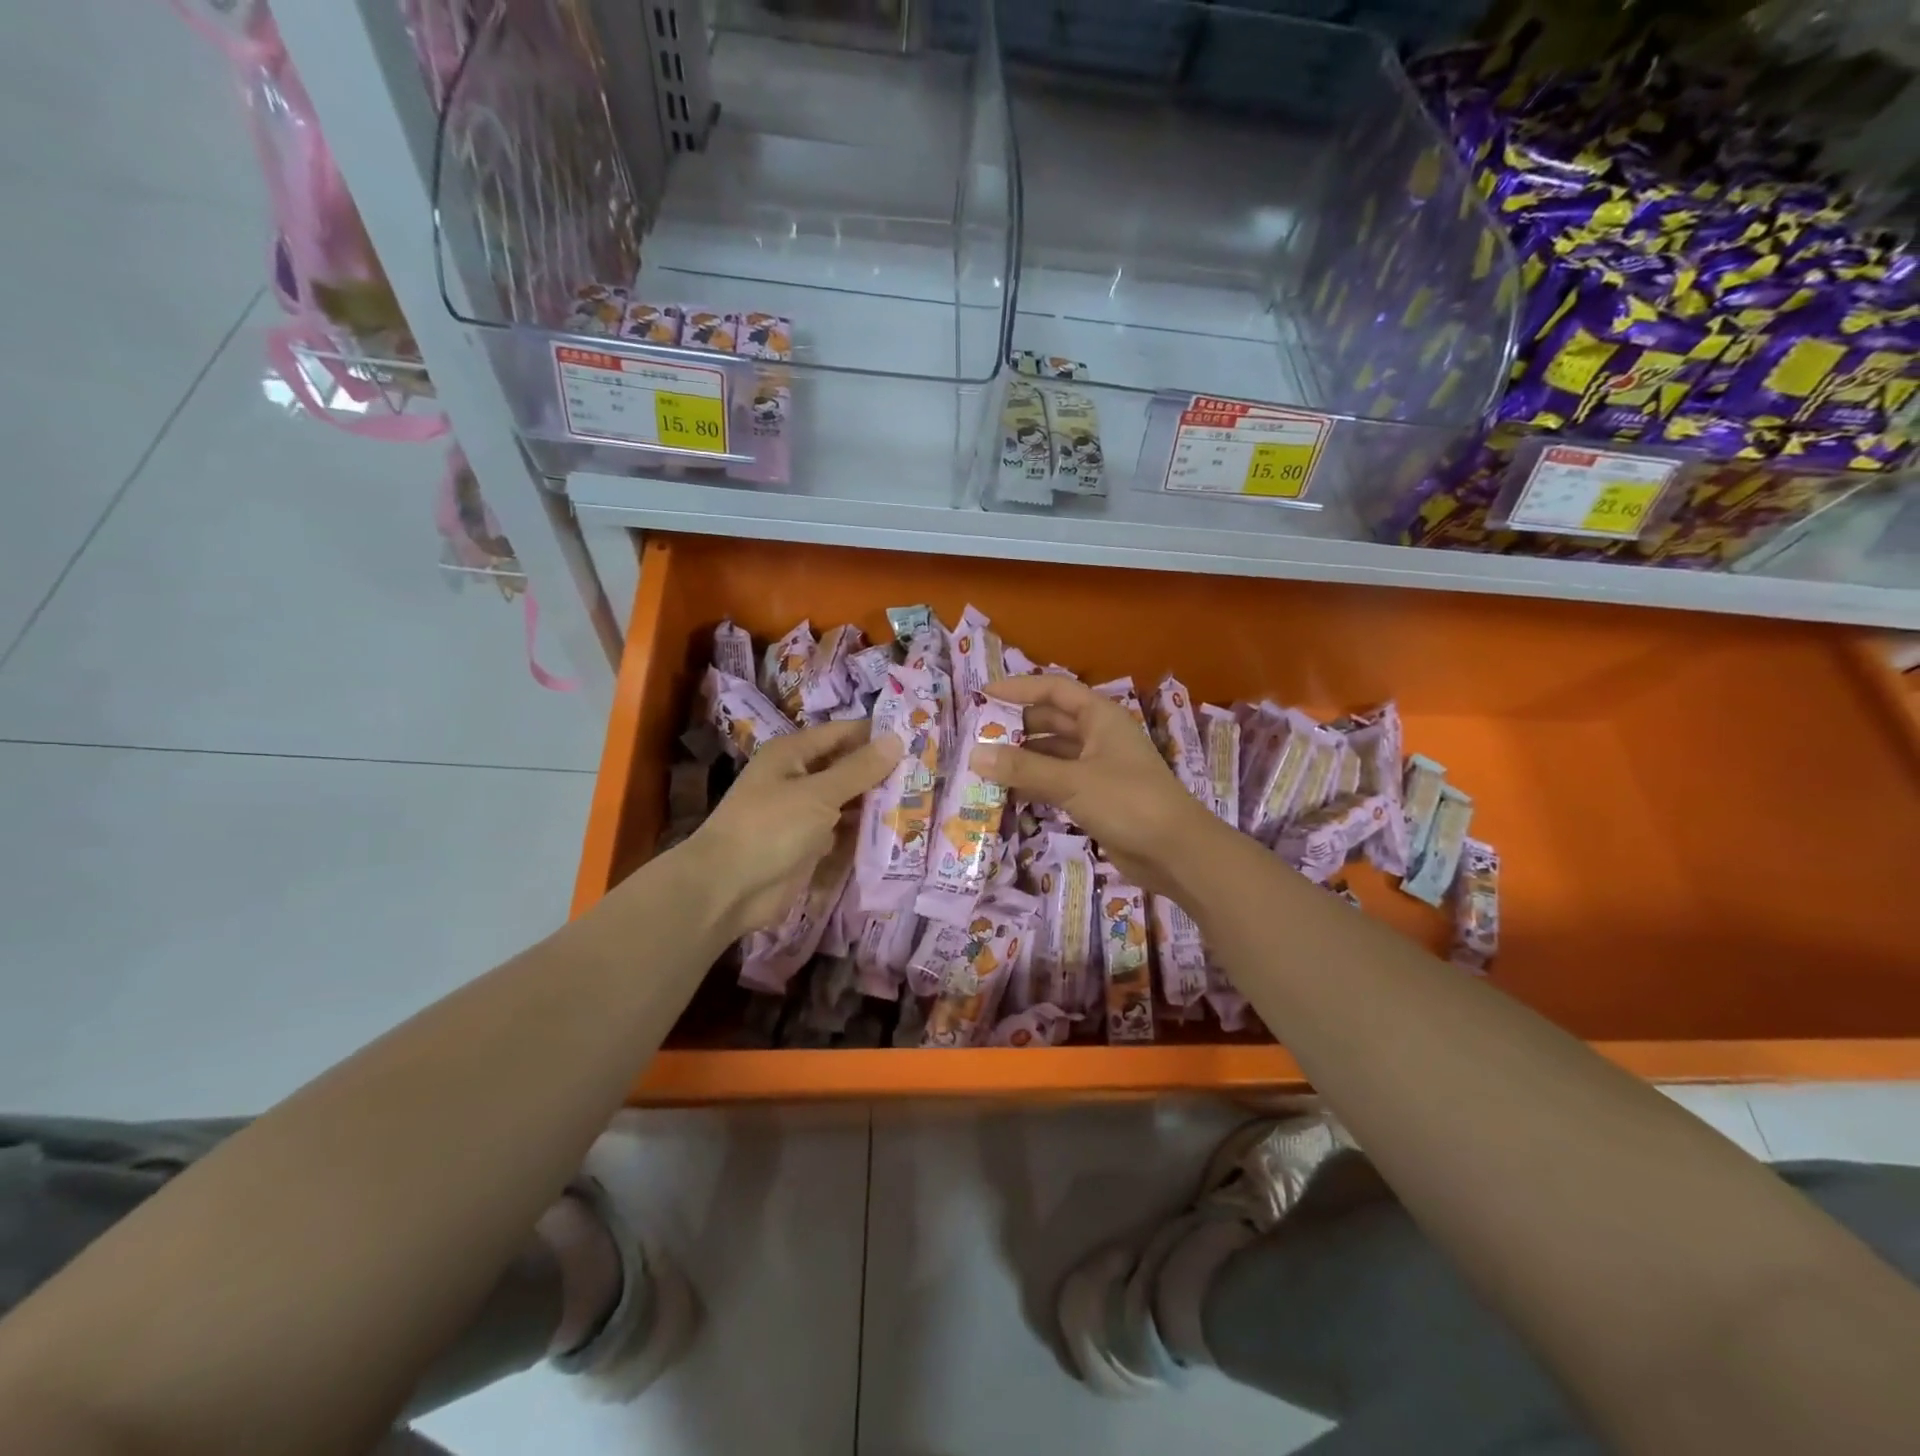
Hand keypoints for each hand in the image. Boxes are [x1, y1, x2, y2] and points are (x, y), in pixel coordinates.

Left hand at [682, 721, 901, 937]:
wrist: (727, 889)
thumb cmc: (770, 828)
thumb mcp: (819, 794)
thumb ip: (859, 769)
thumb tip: (896, 739)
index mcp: (793, 754)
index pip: (843, 733)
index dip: (877, 735)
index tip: (918, 739)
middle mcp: (798, 778)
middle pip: (847, 768)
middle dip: (882, 772)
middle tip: (929, 774)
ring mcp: (803, 813)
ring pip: (848, 801)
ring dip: (877, 803)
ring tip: (922, 801)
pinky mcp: (808, 845)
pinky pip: (843, 831)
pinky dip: (864, 832)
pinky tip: (898, 832)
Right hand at [970, 675, 1221, 896]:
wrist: (1176, 852)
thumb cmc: (1128, 802)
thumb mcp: (1072, 781)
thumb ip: (1023, 769)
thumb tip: (975, 755)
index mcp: (1100, 717)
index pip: (1054, 690)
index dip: (1019, 689)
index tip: (984, 695)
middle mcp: (1099, 736)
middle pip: (1052, 721)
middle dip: (1017, 727)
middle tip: (978, 736)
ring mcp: (1099, 768)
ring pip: (1053, 754)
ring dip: (1023, 759)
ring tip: (985, 766)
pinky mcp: (1098, 798)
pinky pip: (1058, 782)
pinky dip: (1035, 785)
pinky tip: (1008, 794)